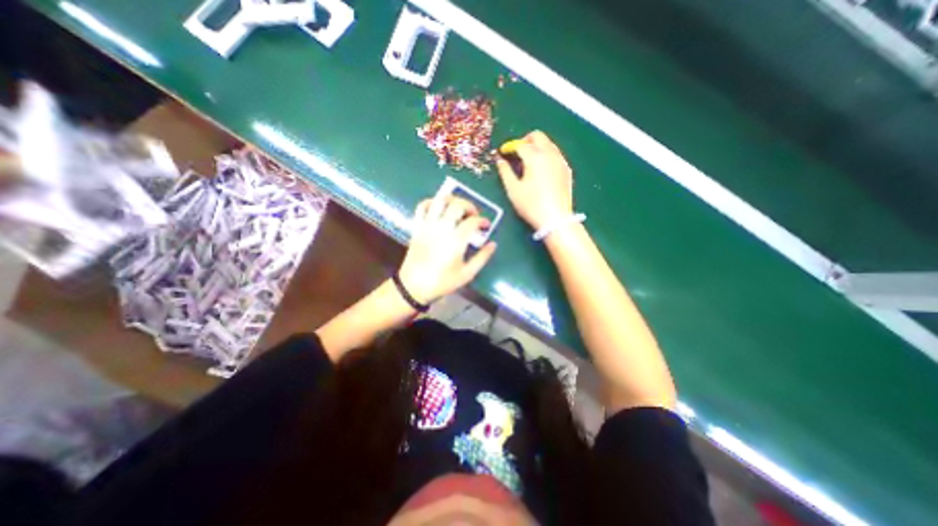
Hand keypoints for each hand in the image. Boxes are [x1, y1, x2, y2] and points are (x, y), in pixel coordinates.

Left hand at [397, 195, 497, 303]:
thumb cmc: (442, 282)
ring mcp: (427, 226)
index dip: (482, 221)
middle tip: (474, 215)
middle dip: (469, 206)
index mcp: (455, 241)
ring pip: (439, 201)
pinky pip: (422, 207)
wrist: (414, 286)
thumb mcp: (467, 274)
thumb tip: (493, 244)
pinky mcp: (417, 227)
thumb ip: (482, 258)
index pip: (472, 221)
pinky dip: (431, 202)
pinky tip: (438, 208)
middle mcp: (441, 228)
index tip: (486, 226)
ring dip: (452, 199)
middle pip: (457, 205)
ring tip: (458, 207)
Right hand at [493, 129, 574, 229]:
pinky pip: (556, 154)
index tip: (504, 153)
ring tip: (529, 160)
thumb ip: (505, 172)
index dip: (510, 147)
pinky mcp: (567, 170)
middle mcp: (549, 154)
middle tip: (518, 152)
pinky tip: (542, 169)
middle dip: (526, 140)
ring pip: (549, 144)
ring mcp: (560, 161)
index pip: (521, 144)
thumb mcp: (513, 190)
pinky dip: (547, 155)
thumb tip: (500, 161)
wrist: (556, 218)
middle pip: (538, 136)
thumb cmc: (531, 205)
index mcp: (535, 157)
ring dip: (538, 146)